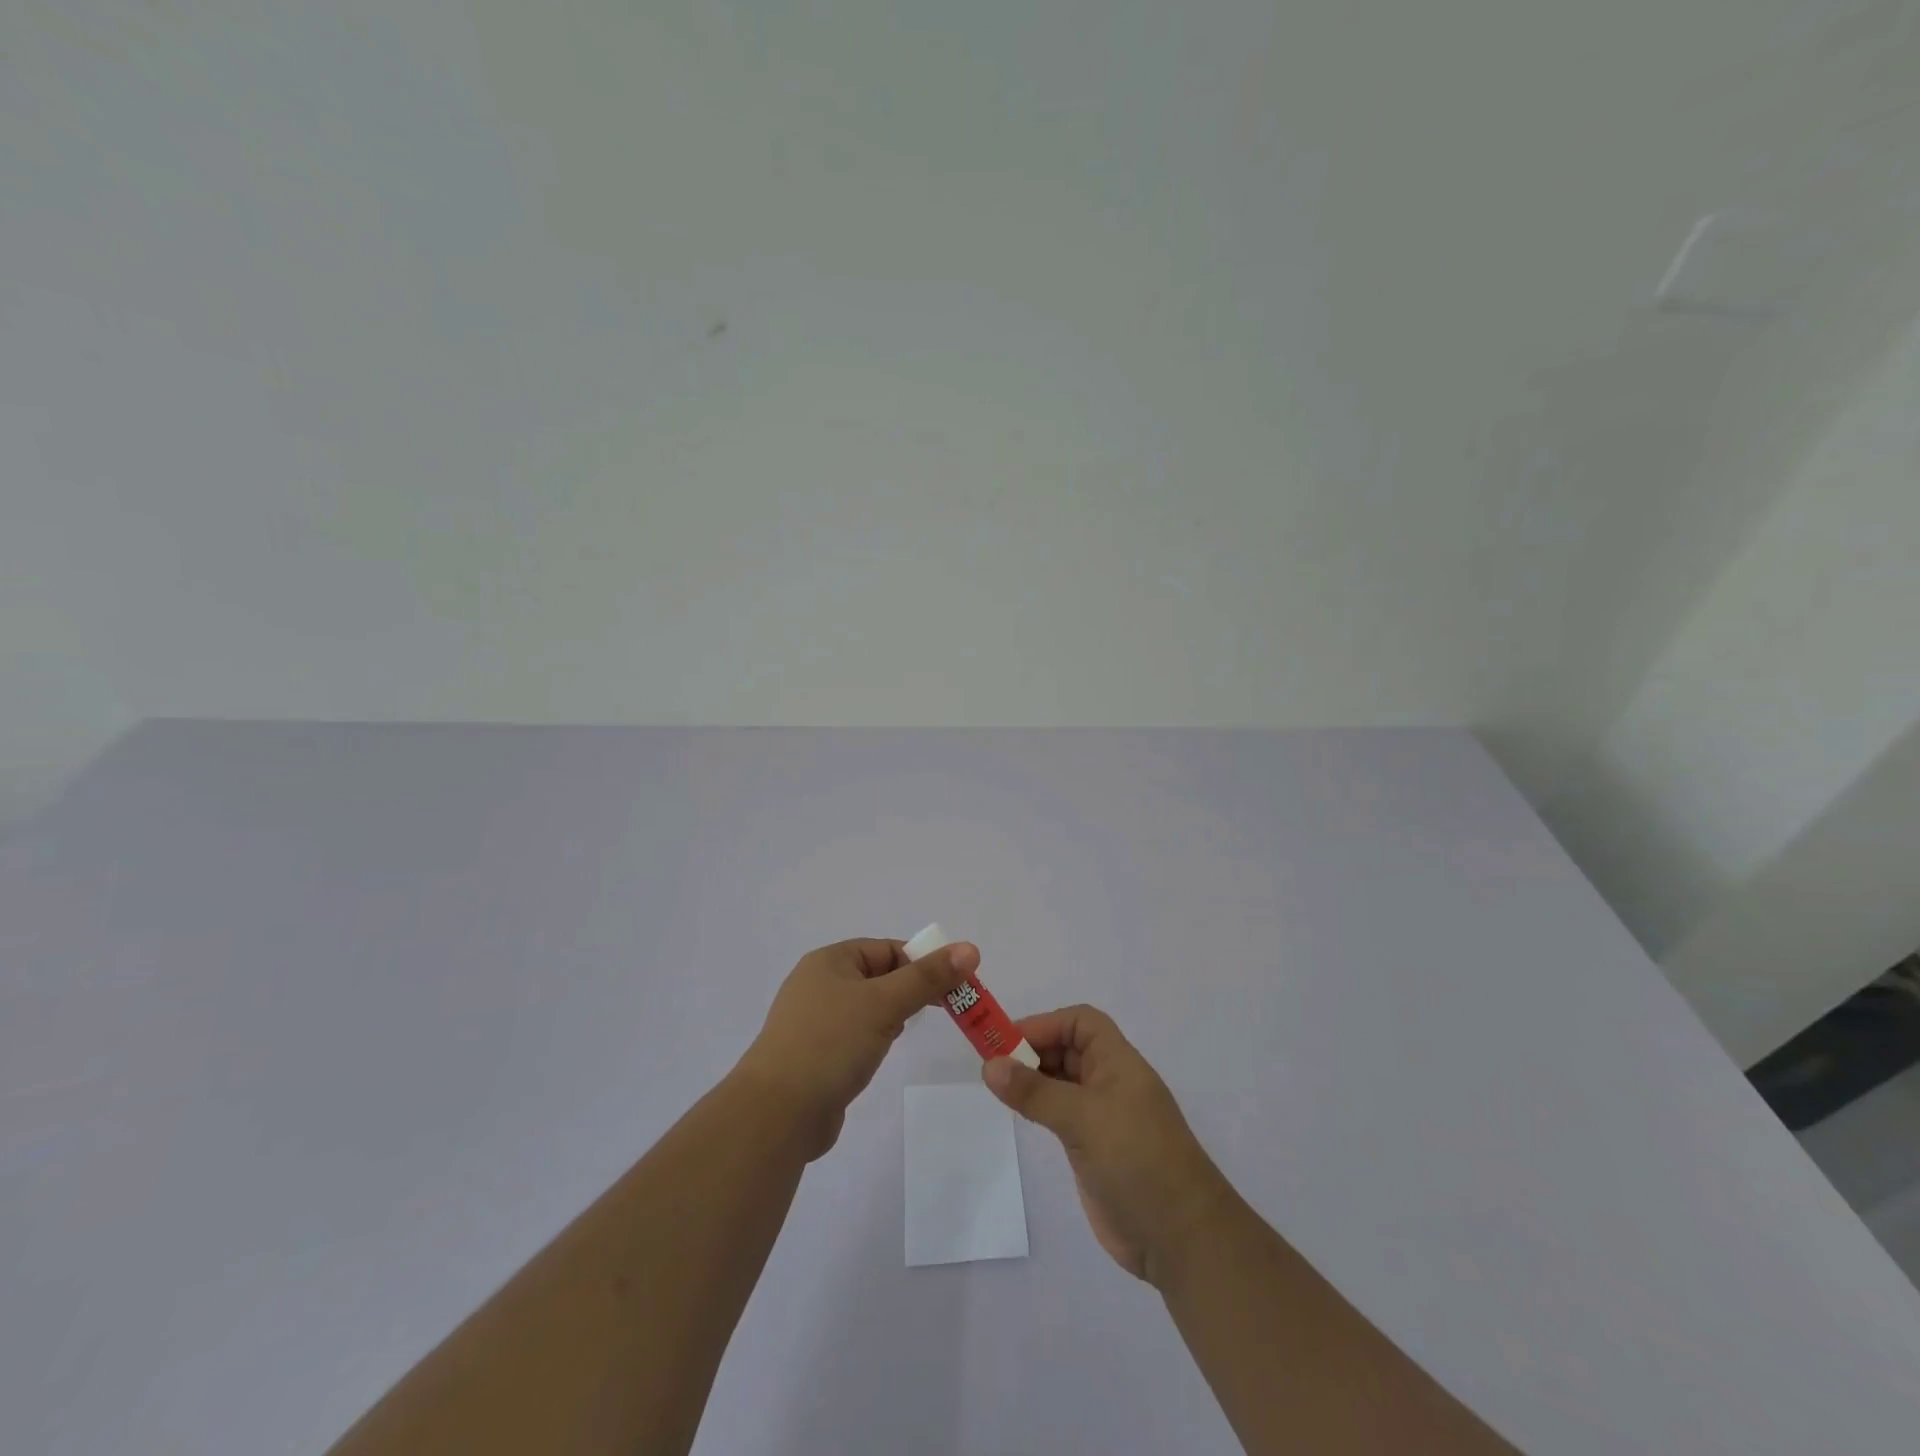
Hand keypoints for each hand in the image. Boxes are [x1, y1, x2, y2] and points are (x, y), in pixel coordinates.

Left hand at [735, 937, 977, 1159]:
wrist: (777, 1114)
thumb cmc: (830, 1043)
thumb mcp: (884, 1003)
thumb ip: (927, 977)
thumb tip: (970, 948)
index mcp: (829, 961)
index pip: (887, 950)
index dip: (921, 963)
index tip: (952, 987)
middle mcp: (819, 984)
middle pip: (879, 977)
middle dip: (910, 991)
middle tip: (942, 1011)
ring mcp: (814, 1022)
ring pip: (868, 1008)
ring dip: (892, 1017)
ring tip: (904, 1034)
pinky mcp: (816, 1056)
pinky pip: (854, 1036)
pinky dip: (873, 1041)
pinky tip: (879, 1056)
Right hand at [983, 1004, 1233, 1284]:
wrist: (1180, 1237)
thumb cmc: (1137, 1159)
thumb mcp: (1083, 1118)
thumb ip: (1035, 1092)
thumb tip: (990, 1065)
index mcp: (1118, 1062)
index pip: (1081, 1022)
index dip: (1046, 1024)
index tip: (1009, 1041)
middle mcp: (1111, 1082)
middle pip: (1068, 1048)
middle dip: (1033, 1049)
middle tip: (993, 1064)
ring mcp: (1103, 1116)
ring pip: (1062, 1082)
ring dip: (1033, 1078)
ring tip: (999, 1087)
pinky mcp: (1094, 1148)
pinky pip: (1061, 1113)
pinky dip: (1039, 1106)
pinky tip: (1019, 1113)